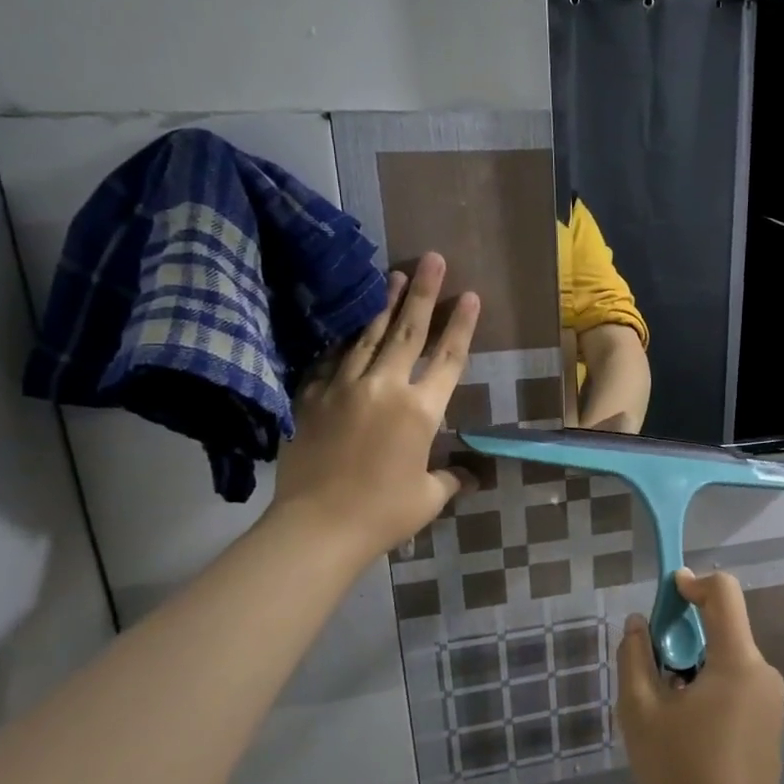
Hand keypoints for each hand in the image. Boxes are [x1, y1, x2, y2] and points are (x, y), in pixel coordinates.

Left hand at [272, 253, 478, 557]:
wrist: (317, 526)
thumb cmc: (383, 514)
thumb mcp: (428, 498)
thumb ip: (451, 478)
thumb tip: (470, 475)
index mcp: (422, 410)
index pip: (449, 358)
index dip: (462, 325)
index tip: (470, 294)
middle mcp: (386, 387)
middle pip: (409, 331)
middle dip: (423, 292)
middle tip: (432, 258)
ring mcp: (345, 388)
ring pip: (369, 336)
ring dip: (384, 304)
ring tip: (393, 274)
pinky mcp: (312, 397)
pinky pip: (332, 359)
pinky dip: (344, 339)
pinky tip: (350, 323)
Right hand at [617, 569, 783, 783]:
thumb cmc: (681, 770)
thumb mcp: (641, 712)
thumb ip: (635, 658)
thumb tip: (639, 625)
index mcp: (737, 660)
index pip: (724, 593)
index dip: (693, 582)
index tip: (667, 593)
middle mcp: (762, 671)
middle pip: (724, 628)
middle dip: (686, 634)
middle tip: (652, 663)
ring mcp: (770, 700)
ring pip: (728, 660)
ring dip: (695, 666)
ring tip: (664, 706)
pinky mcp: (769, 725)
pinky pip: (737, 686)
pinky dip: (710, 688)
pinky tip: (686, 729)